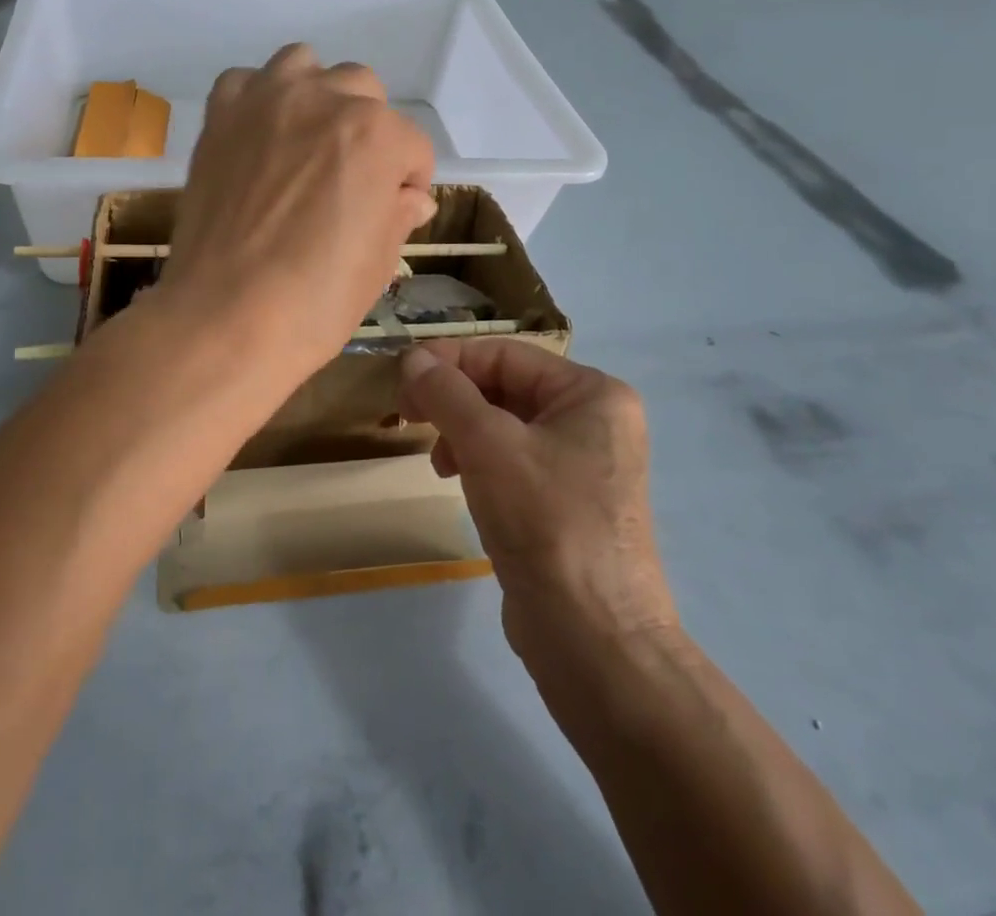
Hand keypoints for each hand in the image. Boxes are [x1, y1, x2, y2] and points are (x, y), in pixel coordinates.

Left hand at [160, 44, 435, 376]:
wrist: (225, 317)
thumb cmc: (316, 300)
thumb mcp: (379, 263)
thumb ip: (398, 214)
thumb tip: (410, 197)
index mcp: (377, 134)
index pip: (412, 145)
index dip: (409, 181)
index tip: (395, 208)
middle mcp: (325, 99)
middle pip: (363, 91)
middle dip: (369, 130)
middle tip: (351, 178)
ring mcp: (266, 101)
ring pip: (305, 65)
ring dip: (316, 95)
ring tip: (307, 141)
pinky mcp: (220, 115)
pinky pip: (245, 81)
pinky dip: (258, 99)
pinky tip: (259, 137)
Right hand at [398, 341, 677, 671]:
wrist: (595, 641)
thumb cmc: (547, 523)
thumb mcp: (488, 446)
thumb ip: (446, 393)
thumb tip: (412, 358)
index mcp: (592, 393)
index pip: (505, 354)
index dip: (448, 361)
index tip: (400, 380)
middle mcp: (594, 420)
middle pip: (505, 386)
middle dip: (453, 399)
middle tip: (409, 417)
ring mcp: (583, 464)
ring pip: (504, 424)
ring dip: (461, 431)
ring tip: (438, 461)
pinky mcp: (566, 502)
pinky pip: (512, 460)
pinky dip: (478, 461)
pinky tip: (457, 480)